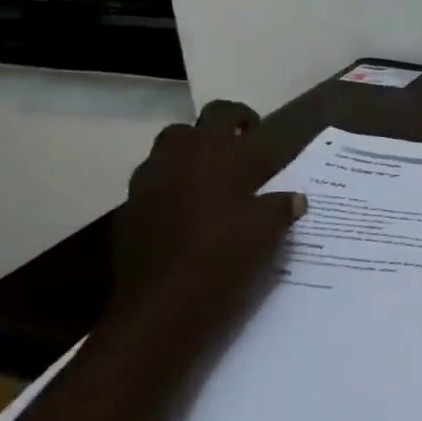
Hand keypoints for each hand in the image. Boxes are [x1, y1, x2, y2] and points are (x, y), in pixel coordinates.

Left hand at [109, 100, 305, 333]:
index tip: (258, 136)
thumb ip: (281, 206)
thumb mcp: (271, 230)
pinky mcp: (128, 218)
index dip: (243, 119)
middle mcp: (176, 160)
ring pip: (165, 159)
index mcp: (215, 152)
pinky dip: (169, 196)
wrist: (164, 307)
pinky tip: (188, 222)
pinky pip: (151, 192)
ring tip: (213, 191)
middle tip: (235, 160)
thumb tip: (293, 198)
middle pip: (188, 130)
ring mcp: (145, 188)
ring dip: (187, 166)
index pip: (226, 113)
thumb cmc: (227, 256)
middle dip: (210, 138)